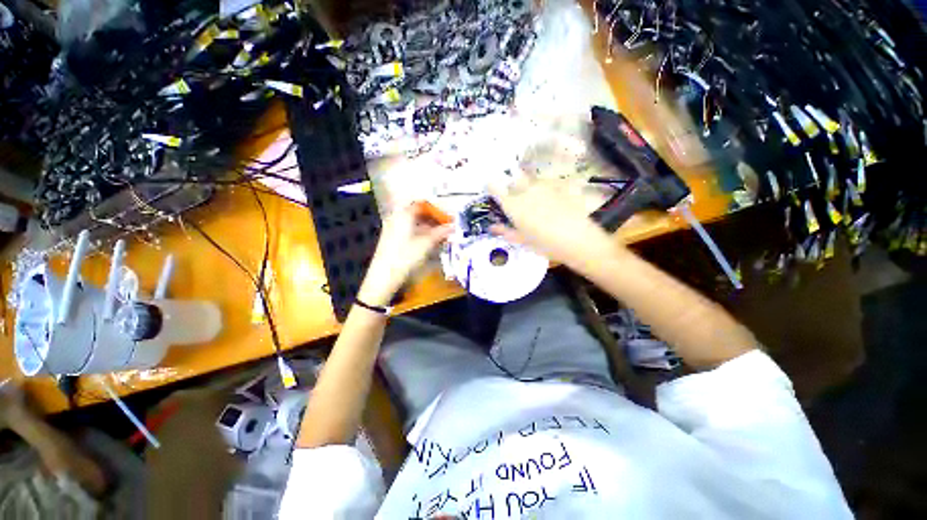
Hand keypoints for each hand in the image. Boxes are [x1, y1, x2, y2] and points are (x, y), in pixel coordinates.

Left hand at [358, 204, 453, 306]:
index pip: (422, 204)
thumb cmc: (406, 256)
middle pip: (417, 213)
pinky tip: (428, 241)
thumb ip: (440, 233)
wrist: (385, 275)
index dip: (436, 210)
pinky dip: (420, 233)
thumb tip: (452, 226)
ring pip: (413, 222)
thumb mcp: (426, 244)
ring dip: (427, 227)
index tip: (447, 217)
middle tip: (445, 226)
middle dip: (433, 219)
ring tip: (439, 235)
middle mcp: (396, 217)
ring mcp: (392, 228)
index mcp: (404, 214)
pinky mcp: (391, 238)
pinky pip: (408, 229)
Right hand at [488, 172, 620, 270]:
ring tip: (537, 205)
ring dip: (529, 188)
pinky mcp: (559, 186)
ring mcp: (544, 187)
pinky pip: (547, 184)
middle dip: (511, 186)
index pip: (495, 187)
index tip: (491, 190)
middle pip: (513, 179)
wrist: (578, 240)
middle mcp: (526, 191)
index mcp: (513, 205)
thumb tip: (492, 227)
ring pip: (530, 181)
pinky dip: (545, 191)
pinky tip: (552, 204)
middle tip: (516, 200)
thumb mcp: (523, 241)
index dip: (491, 186)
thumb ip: (505, 231)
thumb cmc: (545, 244)